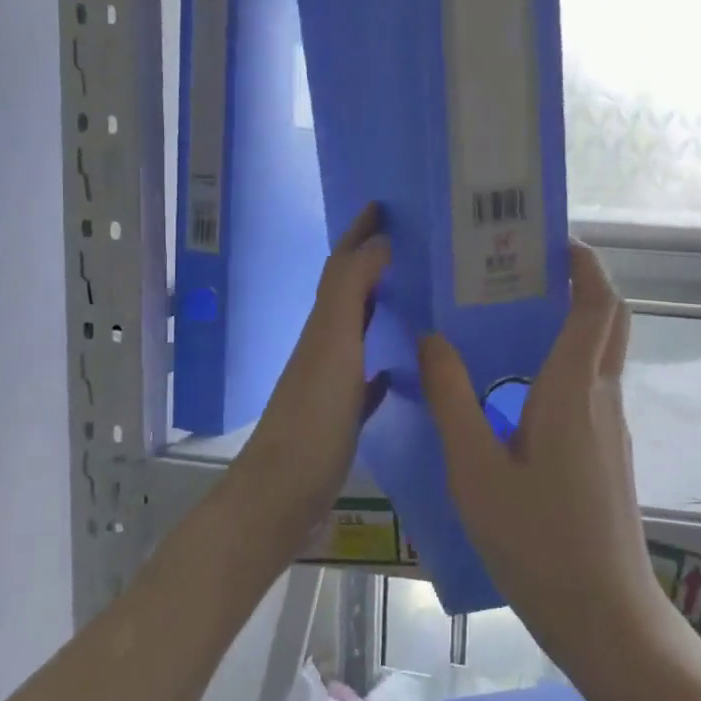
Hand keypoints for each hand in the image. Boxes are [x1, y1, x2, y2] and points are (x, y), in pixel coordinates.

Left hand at [235, 204, 391, 541]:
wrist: (281, 495)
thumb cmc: (312, 418)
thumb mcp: (333, 346)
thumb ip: (350, 292)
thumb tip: (378, 243)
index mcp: (323, 325)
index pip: (341, 265)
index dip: (358, 233)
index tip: (384, 205)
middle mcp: (325, 346)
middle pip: (349, 293)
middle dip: (373, 264)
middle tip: (415, 245)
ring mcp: (331, 383)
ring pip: (359, 332)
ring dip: (381, 309)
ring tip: (419, 295)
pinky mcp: (341, 417)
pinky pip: (367, 379)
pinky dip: (384, 364)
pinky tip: (403, 369)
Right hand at [419, 241, 668, 678]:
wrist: (604, 614)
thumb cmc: (537, 542)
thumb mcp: (476, 471)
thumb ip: (452, 399)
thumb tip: (431, 339)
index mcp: (574, 389)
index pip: (597, 303)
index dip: (584, 263)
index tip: (550, 240)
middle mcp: (602, 395)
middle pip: (610, 318)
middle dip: (582, 281)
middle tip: (528, 269)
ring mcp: (612, 424)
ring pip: (603, 351)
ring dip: (574, 320)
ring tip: (513, 315)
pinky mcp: (609, 449)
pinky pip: (594, 383)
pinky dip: (569, 359)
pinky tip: (520, 382)